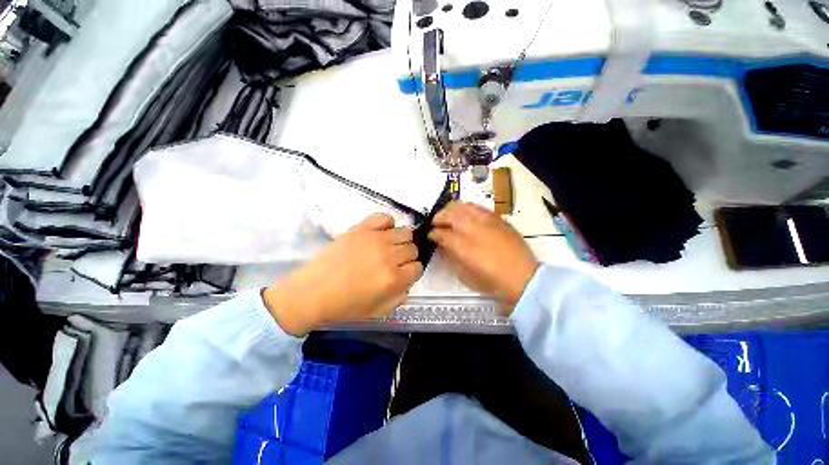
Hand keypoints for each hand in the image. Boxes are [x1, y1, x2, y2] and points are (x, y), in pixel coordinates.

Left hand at [264, 213, 422, 334]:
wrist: (311, 293)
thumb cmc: (344, 307)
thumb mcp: (378, 311)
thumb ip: (400, 297)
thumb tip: (407, 282)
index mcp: (393, 279)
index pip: (418, 268)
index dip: (412, 272)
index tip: (403, 274)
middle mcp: (388, 256)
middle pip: (412, 249)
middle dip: (407, 257)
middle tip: (394, 262)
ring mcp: (375, 239)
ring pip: (405, 232)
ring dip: (401, 241)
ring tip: (389, 247)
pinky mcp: (361, 228)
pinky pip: (384, 217)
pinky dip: (387, 223)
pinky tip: (381, 233)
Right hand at [429, 202, 538, 305]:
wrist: (524, 278)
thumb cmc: (492, 282)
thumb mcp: (466, 276)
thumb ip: (452, 258)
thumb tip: (443, 246)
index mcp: (464, 248)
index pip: (443, 234)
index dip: (434, 233)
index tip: (430, 234)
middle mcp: (474, 231)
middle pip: (451, 216)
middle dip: (440, 217)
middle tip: (435, 222)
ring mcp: (488, 223)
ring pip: (464, 208)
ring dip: (452, 209)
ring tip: (447, 213)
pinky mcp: (498, 220)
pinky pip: (479, 207)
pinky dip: (468, 207)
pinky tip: (464, 210)